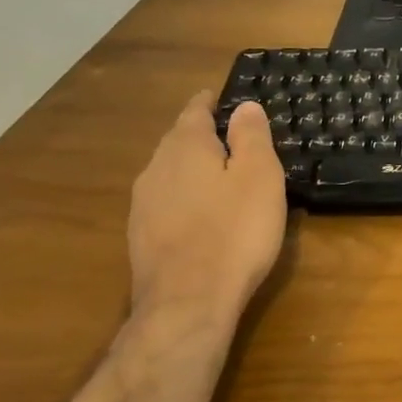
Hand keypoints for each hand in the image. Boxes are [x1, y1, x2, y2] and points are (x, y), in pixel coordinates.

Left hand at [128, 94, 287, 322]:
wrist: (188, 303)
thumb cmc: (235, 231)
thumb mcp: (259, 176)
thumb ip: (251, 136)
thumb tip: (244, 106)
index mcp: (185, 146)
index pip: (195, 111)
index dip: (211, 102)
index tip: (222, 98)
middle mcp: (156, 169)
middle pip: (179, 141)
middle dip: (202, 136)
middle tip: (232, 138)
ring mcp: (143, 206)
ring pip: (170, 174)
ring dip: (192, 170)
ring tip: (220, 177)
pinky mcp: (141, 239)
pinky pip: (167, 203)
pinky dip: (185, 199)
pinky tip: (202, 216)